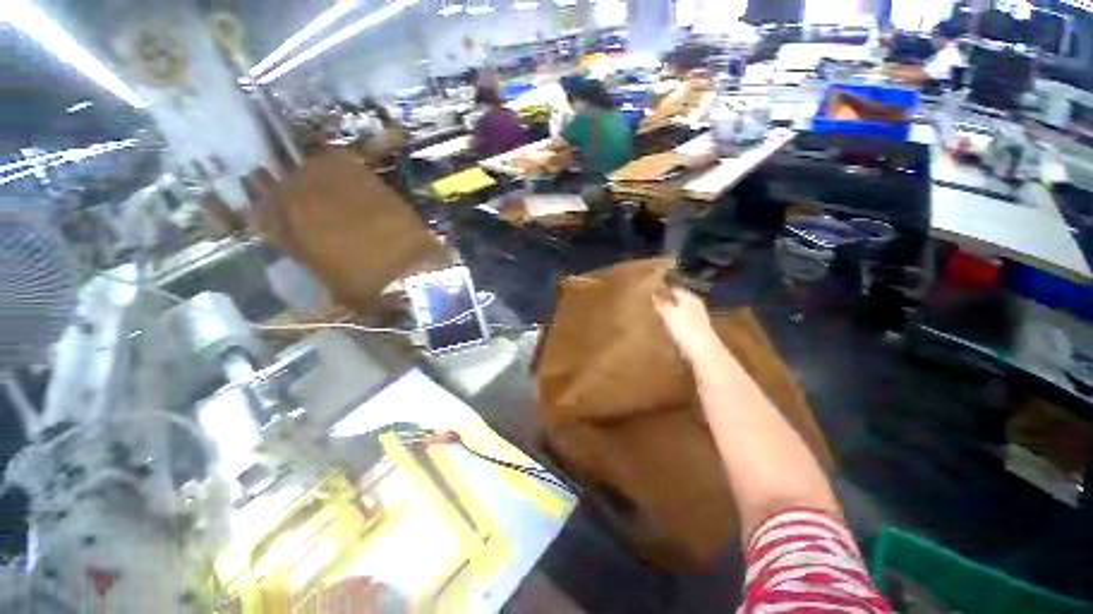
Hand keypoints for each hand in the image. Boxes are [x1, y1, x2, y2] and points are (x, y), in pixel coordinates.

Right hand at [653, 283, 718, 362]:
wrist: (703, 352)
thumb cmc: (685, 328)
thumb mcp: (668, 313)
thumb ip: (661, 303)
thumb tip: (654, 292)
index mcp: (689, 298)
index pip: (674, 289)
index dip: (663, 289)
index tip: (651, 290)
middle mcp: (695, 306)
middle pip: (678, 300)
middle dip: (666, 301)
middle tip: (651, 302)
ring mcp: (697, 320)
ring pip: (680, 312)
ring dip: (670, 313)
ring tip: (655, 314)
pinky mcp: (696, 332)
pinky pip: (681, 324)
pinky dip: (674, 324)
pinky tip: (665, 328)